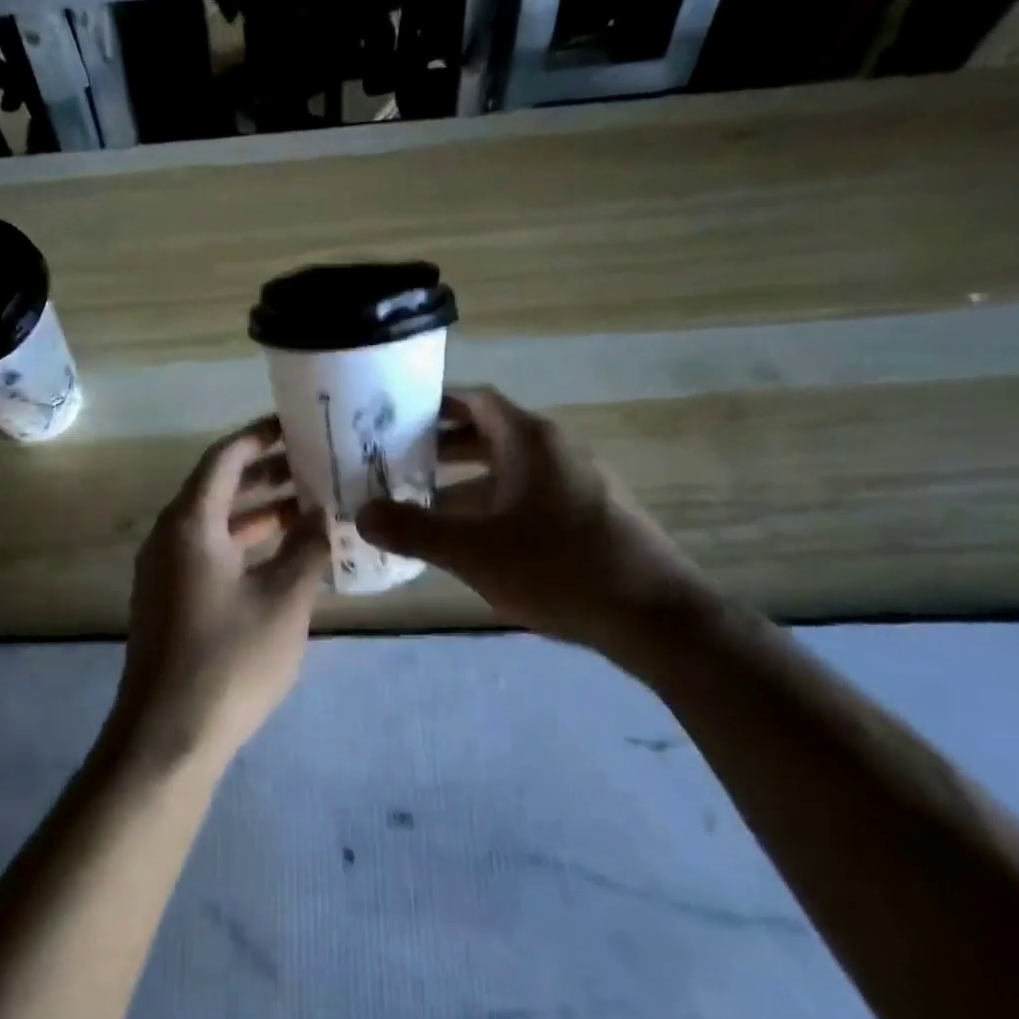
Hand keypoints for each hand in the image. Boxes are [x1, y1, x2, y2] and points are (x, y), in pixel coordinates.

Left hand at [114, 417, 329, 767]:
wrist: (167, 737)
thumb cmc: (229, 660)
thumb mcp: (283, 601)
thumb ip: (307, 550)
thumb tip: (322, 514)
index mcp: (190, 524)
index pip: (224, 458)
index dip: (260, 437)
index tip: (297, 425)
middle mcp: (169, 538)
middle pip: (218, 488)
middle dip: (266, 474)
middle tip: (315, 464)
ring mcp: (166, 571)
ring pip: (215, 524)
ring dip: (258, 512)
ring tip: (310, 506)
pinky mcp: (170, 601)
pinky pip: (209, 553)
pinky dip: (245, 545)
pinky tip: (285, 557)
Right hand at [356, 388, 709, 654]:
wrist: (656, 618)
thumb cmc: (561, 568)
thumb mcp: (475, 552)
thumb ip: (414, 531)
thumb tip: (362, 514)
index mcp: (530, 440)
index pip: (474, 400)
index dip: (433, 404)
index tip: (392, 418)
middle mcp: (554, 451)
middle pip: (486, 434)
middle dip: (439, 448)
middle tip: (392, 463)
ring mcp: (574, 483)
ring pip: (505, 471)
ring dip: (462, 484)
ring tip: (418, 506)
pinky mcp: (586, 516)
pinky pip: (525, 497)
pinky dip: (490, 507)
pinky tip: (466, 541)